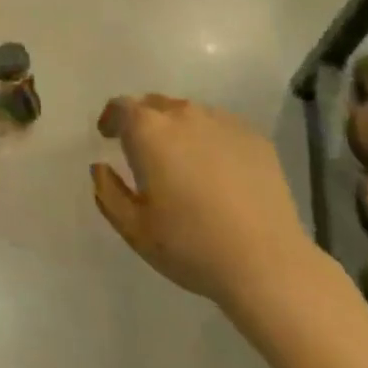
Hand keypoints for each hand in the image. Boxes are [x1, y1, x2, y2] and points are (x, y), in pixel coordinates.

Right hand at [91, 95, 323, 316]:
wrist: (267, 263)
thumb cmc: (191, 246)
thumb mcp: (134, 229)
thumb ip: (108, 192)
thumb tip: (101, 167)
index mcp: (150, 131)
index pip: (122, 107)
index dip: (111, 118)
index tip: (108, 135)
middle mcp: (184, 114)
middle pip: (155, 105)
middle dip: (143, 122)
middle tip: (143, 151)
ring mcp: (222, 121)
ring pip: (189, 114)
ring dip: (178, 130)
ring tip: (182, 163)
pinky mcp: (253, 136)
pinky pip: (220, 128)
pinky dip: (210, 140)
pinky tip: (217, 172)